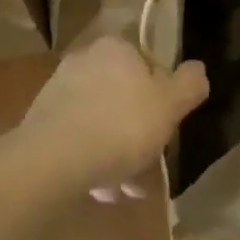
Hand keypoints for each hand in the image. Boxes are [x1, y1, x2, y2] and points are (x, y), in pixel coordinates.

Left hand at [19, 36, 208, 201]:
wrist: (52, 159)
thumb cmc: (120, 126)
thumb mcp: (168, 106)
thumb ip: (188, 84)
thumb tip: (198, 69)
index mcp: (116, 48)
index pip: (149, 66)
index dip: (163, 99)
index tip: (167, 129)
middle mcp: (85, 59)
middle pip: (124, 97)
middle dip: (139, 134)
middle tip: (149, 167)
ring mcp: (59, 90)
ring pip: (101, 122)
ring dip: (116, 154)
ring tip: (125, 190)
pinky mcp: (41, 120)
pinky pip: (77, 138)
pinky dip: (91, 160)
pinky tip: (99, 189)